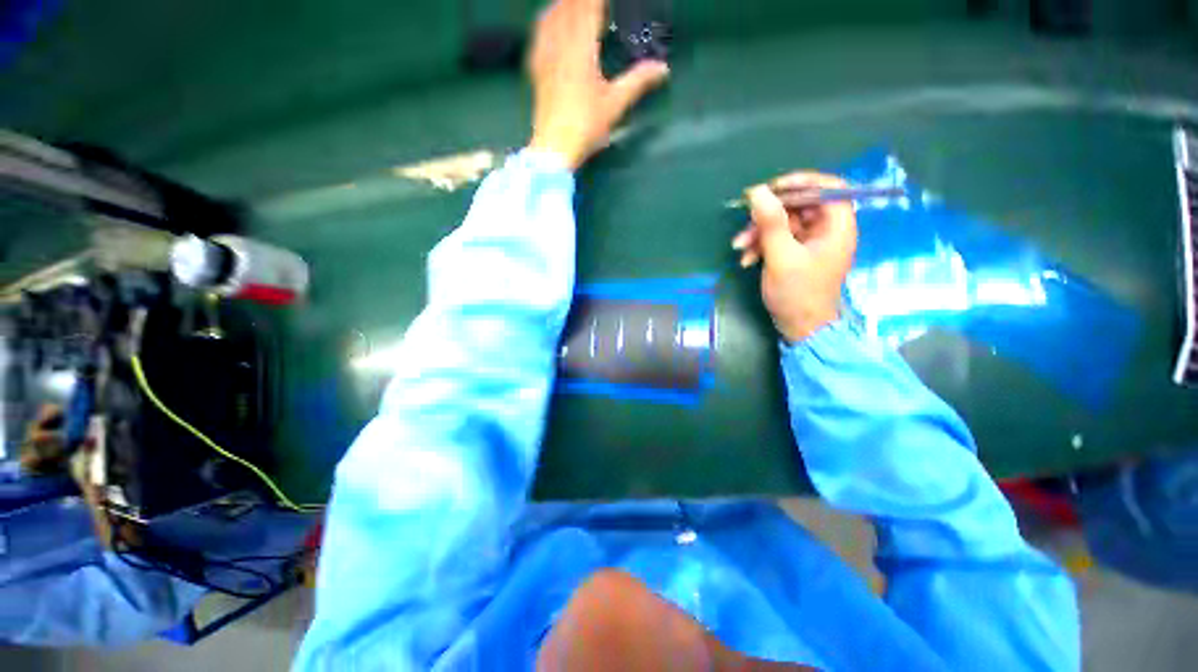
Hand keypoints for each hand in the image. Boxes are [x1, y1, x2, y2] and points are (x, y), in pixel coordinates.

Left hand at [527, 0, 668, 169]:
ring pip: (552, 15)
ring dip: (564, 4)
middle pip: (570, 7)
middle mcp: (560, 43)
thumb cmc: (586, 126)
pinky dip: (547, 20)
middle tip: (594, 2)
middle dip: (582, 1)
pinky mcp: (536, 68)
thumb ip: (638, 82)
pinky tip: (549, 20)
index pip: (590, 7)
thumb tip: (664, 68)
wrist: (554, 148)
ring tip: (575, 4)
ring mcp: (545, 55)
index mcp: (582, 47)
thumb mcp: (615, 105)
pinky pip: (539, 33)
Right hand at [731, 172, 857, 342]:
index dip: (801, 182)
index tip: (772, 189)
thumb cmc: (797, 293)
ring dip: (759, 233)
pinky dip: (761, 246)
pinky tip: (746, 260)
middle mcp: (827, 229)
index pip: (827, 187)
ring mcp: (811, 243)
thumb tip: (758, 191)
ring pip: (784, 224)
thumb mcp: (781, 257)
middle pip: (799, 206)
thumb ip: (771, 223)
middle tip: (745, 221)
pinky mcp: (797, 254)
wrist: (800, 327)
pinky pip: (778, 240)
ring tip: (739, 247)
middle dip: (768, 215)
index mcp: (836, 226)